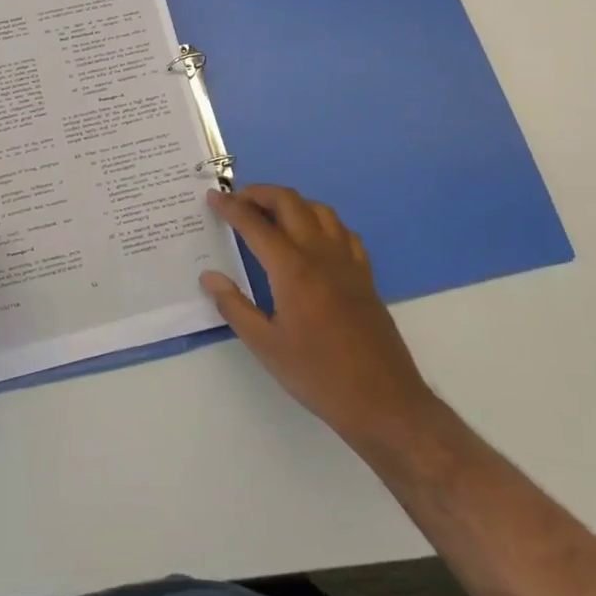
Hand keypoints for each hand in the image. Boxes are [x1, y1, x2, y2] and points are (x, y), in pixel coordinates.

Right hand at [201, 184, 434, 451]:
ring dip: (291, 202)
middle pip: (289, 202)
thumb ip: (235, 307)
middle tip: (237, 200)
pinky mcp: (365, 274)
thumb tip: (209, 277)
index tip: (212, 197)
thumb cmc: (320, 376)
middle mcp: (320, 254)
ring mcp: (347, 261)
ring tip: (271, 214)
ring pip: (319, 209)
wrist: (385, 402)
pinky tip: (313, 237)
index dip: (230, 207)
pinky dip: (321, 221)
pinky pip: (342, 231)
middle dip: (260, 193)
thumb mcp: (267, 348)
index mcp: (292, 269)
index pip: (255, 224)